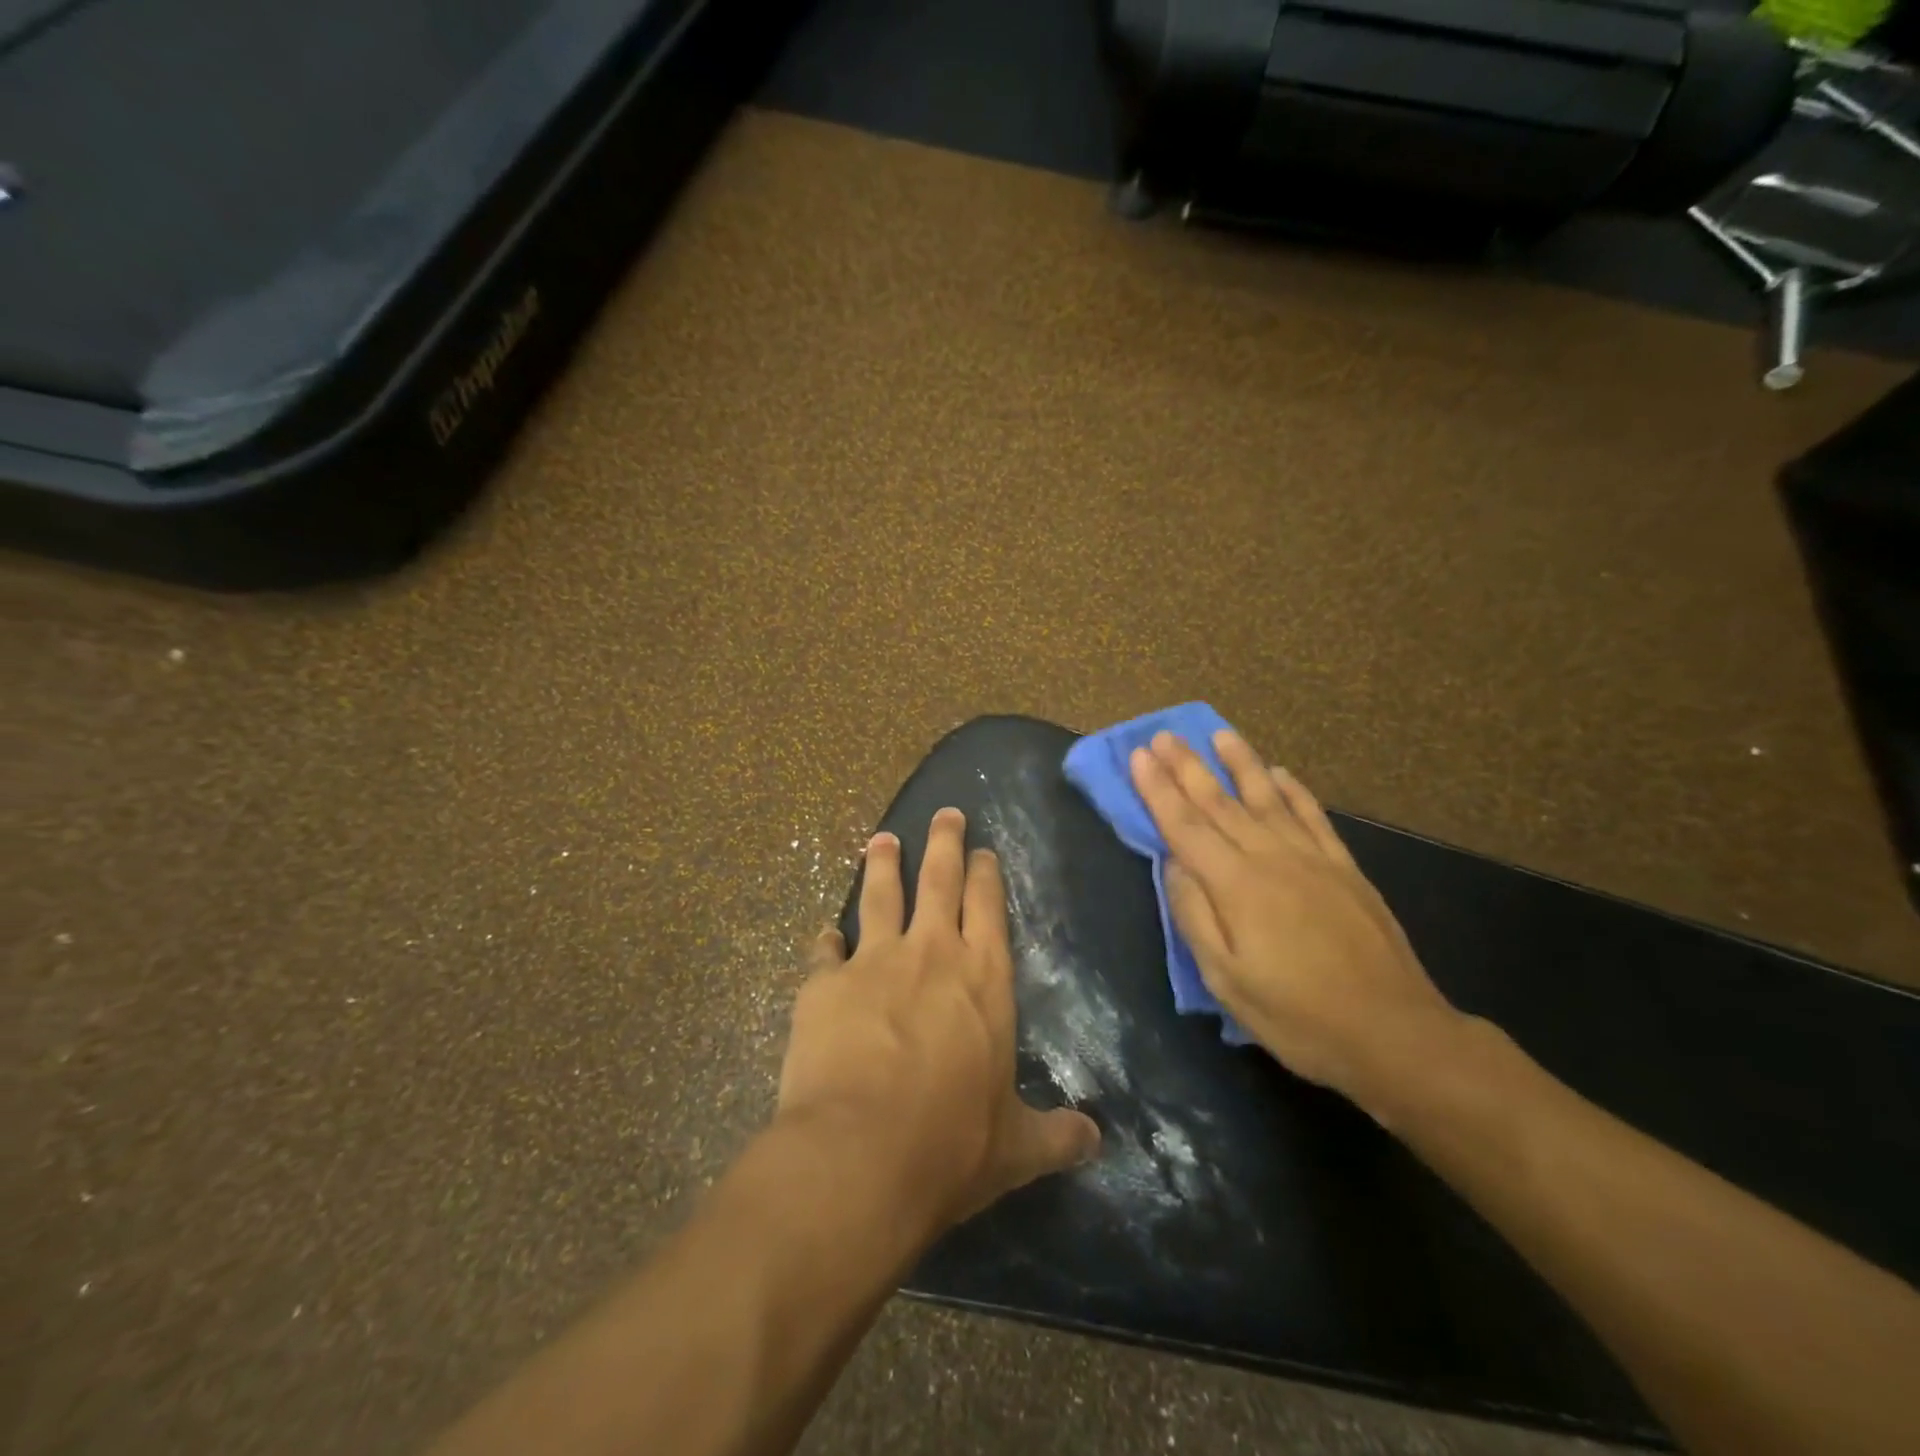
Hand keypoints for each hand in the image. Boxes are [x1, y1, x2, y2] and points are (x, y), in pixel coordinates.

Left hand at [777, 809, 1100, 1233]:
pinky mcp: (825, 983)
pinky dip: (826, 940)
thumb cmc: (951, 1145)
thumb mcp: (1015, 1146)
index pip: (988, 907)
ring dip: (882, 864)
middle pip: (939, 879)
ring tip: (881, 839)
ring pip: (881, 895)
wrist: (862, 1154)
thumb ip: (1055, 1135)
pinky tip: (824, 933)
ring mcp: (874, 961)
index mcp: (984, 978)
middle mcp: (932, 953)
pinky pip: (825, 950)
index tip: (982, 850)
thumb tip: (1095, 1140)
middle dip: (943, 842)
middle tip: (944, 813)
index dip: (985, 874)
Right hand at [1129, 730, 1462, 1112]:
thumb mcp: (1227, 981)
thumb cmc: (1298, 1016)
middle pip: (1220, 802)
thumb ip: (1195, 916)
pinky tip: (1280, 773)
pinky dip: (1294, 790)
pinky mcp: (1345, 869)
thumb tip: (1173, 865)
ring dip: (1240, 763)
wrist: (1395, 1034)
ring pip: (1267, 797)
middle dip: (1187, 766)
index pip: (1185, 825)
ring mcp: (1312, 859)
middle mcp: (1271, 858)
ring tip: (1220, 733)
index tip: (1139, 756)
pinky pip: (1313, 816)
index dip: (1158, 789)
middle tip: (1164, 735)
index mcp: (1236, 885)